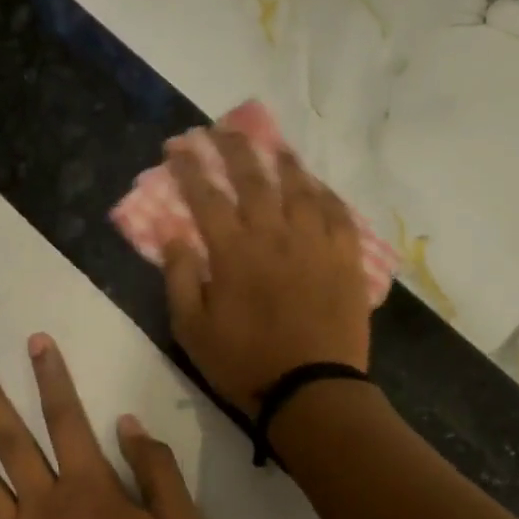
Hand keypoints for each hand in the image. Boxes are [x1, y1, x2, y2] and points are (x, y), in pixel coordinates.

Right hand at [163, 130, 371, 416]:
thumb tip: (172, 233)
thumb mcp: (192, 329)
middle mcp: (275, 234)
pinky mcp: (345, 259)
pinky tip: (317, 186)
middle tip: (221, 128)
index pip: (206, 195)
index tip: (177, 146)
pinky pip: (337, 214)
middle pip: (253, 177)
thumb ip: (179, 277)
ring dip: (282, 161)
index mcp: (233, 251)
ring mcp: (315, 243)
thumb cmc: (244, 364)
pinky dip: (324, 194)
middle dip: (233, 147)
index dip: (190, 167)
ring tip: (272, 144)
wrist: (311, 390)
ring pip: (299, 187)